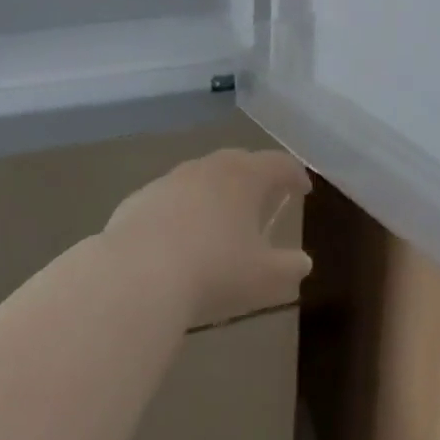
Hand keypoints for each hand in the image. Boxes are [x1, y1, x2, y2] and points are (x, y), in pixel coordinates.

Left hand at [104, 149, 312, 326]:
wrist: (138, 274)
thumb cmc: (213, 271)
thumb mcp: (263, 278)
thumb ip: (288, 267)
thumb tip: (302, 261)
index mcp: (244, 177)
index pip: (278, 164)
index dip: (294, 174)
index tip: (302, 188)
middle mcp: (209, 167)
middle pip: (239, 162)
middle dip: (255, 177)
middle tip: (264, 198)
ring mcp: (170, 179)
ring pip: (201, 177)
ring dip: (215, 193)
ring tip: (220, 219)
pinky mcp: (140, 198)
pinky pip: (170, 199)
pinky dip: (182, 211)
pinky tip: (178, 238)